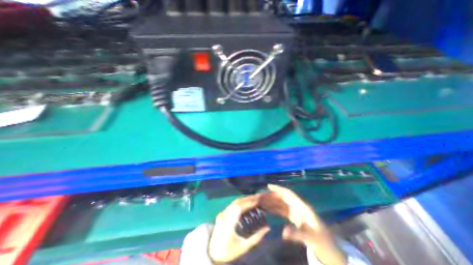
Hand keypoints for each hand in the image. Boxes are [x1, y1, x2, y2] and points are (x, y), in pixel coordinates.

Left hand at [207, 193, 269, 263]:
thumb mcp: (244, 247)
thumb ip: (256, 237)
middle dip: (247, 199)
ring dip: (243, 199)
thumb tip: (267, 228)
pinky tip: (244, 203)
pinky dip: (239, 202)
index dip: (249, 203)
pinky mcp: (221, 214)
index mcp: (229, 223)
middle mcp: (224, 215)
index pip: (240, 208)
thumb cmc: (228, 251)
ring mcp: (222, 213)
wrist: (212, 253)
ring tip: (252, 199)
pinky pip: (231, 205)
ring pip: (233, 202)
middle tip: (257, 197)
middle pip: (237, 202)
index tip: (257, 200)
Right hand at [260, 185, 345, 264]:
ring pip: (281, 204)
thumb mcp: (311, 237)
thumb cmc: (322, 241)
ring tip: (261, 201)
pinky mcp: (294, 218)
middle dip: (272, 196)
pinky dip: (275, 209)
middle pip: (282, 198)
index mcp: (302, 207)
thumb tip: (283, 232)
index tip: (268, 186)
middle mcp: (297, 207)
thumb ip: (297, 234)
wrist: (329, 249)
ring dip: (272, 202)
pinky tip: (268, 209)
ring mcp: (295, 213)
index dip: (279, 189)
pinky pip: (282, 211)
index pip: (288, 194)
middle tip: (260, 196)